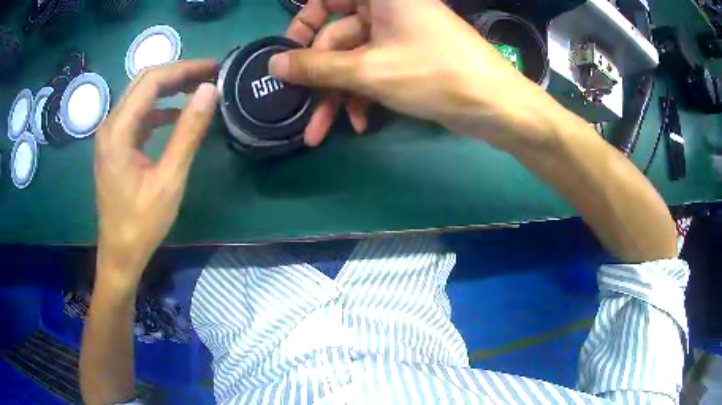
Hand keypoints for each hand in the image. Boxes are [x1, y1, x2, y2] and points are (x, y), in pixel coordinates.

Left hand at [94, 60, 217, 289]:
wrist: (119, 253)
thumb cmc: (142, 223)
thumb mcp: (169, 179)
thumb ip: (188, 132)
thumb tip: (210, 90)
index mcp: (118, 130)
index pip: (152, 80)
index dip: (184, 69)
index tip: (213, 68)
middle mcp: (110, 125)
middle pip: (144, 82)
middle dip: (178, 73)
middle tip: (209, 74)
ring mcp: (111, 135)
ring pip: (141, 96)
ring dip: (169, 88)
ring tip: (198, 88)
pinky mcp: (115, 145)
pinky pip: (138, 115)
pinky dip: (159, 108)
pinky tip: (176, 114)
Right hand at [270, 0, 553, 149]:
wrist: (496, 106)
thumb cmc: (435, 74)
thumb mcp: (368, 70)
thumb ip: (316, 67)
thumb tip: (273, 65)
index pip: (325, 0)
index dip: (302, 25)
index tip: (288, 55)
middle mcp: (387, 8)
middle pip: (336, 36)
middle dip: (319, 77)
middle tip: (302, 110)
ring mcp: (398, 34)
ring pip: (353, 59)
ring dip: (336, 94)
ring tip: (320, 131)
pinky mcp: (408, 58)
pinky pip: (373, 70)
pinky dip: (362, 95)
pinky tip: (359, 123)